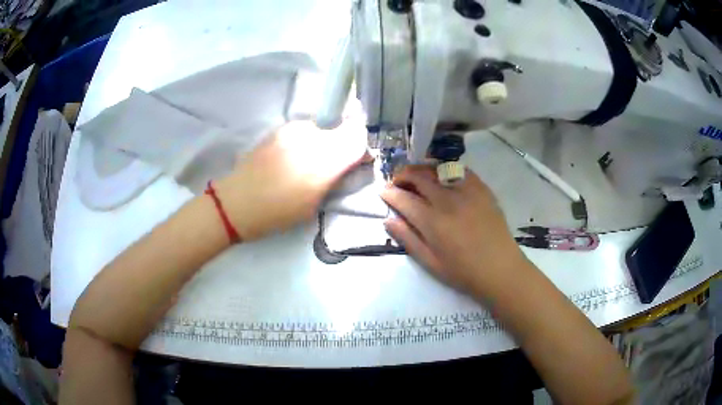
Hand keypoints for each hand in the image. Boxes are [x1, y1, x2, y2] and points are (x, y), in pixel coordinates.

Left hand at [215, 119, 367, 240]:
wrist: (236, 203)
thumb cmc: (277, 212)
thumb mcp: (314, 204)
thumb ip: (335, 179)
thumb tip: (348, 164)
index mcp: (322, 161)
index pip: (357, 137)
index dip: (361, 145)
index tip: (358, 159)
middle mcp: (310, 137)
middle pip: (341, 127)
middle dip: (342, 142)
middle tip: (331, 163)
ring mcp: (292, 129)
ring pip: (321, 127)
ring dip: (323, 140)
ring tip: (307, 161)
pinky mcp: (278, 129)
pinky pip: (303, 130)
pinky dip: (306, 140)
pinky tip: (291, 157)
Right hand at [381, 165, 527, 297]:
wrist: (500, 269)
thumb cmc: (463, 272)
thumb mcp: (430, 263)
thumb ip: (408, 238)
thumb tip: (387, 219)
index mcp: (433, 222)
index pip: (404, 198)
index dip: (389, 192)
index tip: (383, 191)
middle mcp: (448, 200)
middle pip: (418, 176)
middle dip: (402, 175)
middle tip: (397, 181)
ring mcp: (467, 191)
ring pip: (437, 168)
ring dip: (422, 168)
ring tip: (417, 176)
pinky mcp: (482, 188)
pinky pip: (460, 169)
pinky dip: (446, 168)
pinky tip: (442, 176)